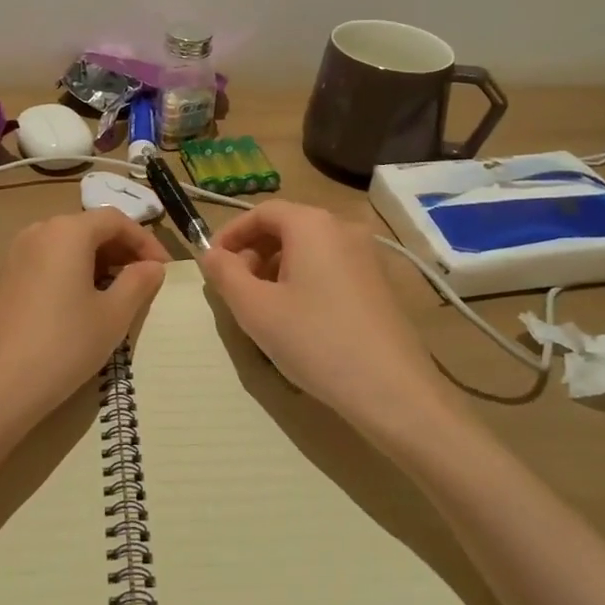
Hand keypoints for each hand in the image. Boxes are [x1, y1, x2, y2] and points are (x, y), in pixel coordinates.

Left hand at [0, 210, 169, 428]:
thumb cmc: (64, 345)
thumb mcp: (113, 316)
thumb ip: (138, 283)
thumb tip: (152, 267)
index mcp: (67, 231)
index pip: (115, 220)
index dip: (144, 240)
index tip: (162, 268)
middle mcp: (38, 231)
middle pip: (88, 228)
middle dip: (120, 249)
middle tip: (143, 280)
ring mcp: (15, 253)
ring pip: (65, 244)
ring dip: (95, 260)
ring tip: (115, 292)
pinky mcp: (2, 278)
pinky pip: (45, 260)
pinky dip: (69, 270)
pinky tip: (79, 302)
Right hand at [199, 201, 443, 430]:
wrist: (393, 391)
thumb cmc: (316, 341)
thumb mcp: (256, 309)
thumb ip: (225, 274)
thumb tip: (211, 255)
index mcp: (312, 224)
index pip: (261, 212)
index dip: (231, 233)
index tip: (212, 263)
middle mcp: (342, 228)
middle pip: (286, 226)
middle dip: (253, 252)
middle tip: (234, 287)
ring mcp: (366, 254)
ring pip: (308, 248)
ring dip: (277, 267)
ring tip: (262, 306)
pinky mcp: (379, 282)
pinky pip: (330, 266)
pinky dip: (304, 279)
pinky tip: (297, 317)